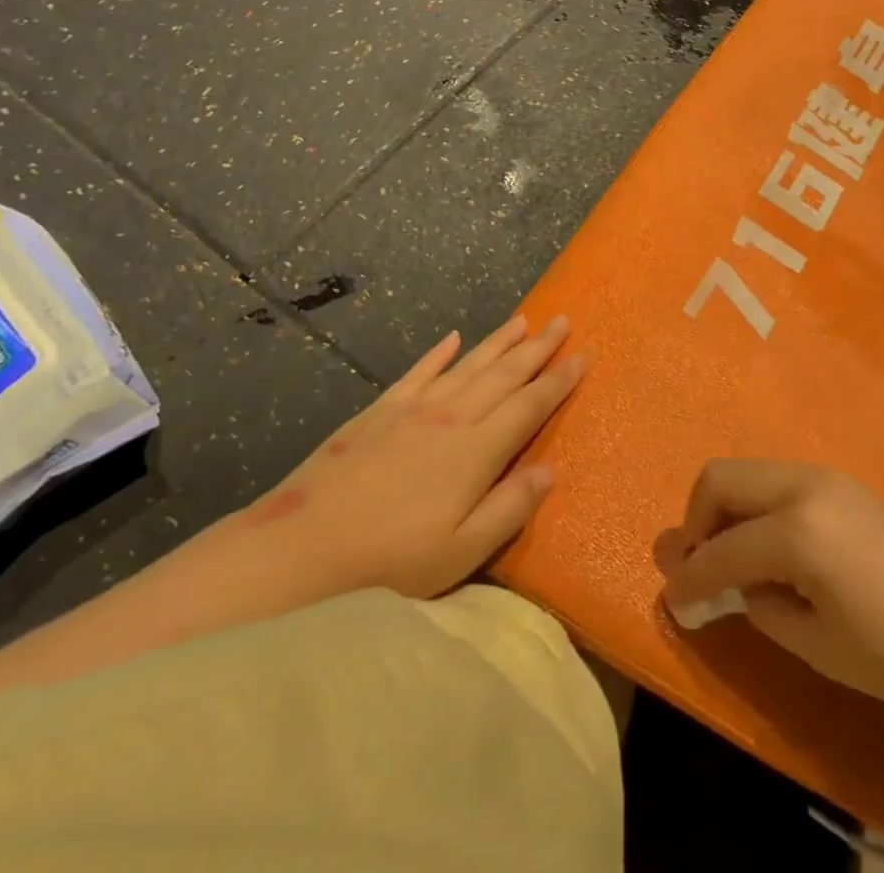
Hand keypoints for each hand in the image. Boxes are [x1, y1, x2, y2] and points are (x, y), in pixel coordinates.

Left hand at [238, 315, 586, 602]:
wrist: (301, 549)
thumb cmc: (389, 562)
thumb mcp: (461, 552)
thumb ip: (510, 507)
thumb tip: (551, 469)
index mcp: (477, 451)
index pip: (530, 405)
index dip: (558, 380)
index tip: (583, 355)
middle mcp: (451, 416)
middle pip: (504, 374)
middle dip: (538, 348)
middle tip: (563, 321)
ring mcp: (413, 409)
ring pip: (468, 364)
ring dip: (498, 342)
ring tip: (523, 320)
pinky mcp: (379, 411)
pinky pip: (418, 372)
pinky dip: (439, 353)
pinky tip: (452, 338)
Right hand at [661, 460, 883, 714]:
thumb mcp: (823, 648)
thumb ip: (764, 608)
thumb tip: (734, 587)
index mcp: (796, 529)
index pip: (721, 551)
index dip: (690, 580)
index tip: (672, 601)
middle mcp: (803, 486)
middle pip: (721, 479)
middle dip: (697, 521)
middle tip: (698, 569)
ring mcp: (826, 477)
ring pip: (750, 475)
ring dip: (727, 511)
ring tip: (731, 563)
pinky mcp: (845, 484)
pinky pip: (778, 484)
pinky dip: (757, 509)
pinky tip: (771, 552)